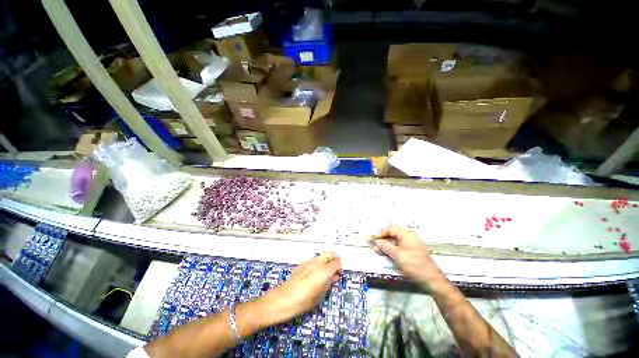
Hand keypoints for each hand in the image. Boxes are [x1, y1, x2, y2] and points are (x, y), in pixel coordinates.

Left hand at [259, 252, 341, 324]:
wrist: (282, 299)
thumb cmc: (302, 302)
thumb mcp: (319, 296)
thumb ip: (329, 283)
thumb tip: (335, 277)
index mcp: (323, 271)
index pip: (336, 263)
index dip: (340, 268)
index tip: (339, 275)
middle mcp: (317, 263)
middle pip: (330, 253)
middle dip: (335, 259)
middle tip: (335, 270)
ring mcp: (308, 261)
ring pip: (322, 255)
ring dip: (327, 260)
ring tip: (326, 273)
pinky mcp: (302, 264)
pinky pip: (314, 259)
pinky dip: (319, 263)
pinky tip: (315, 274)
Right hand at [373, 226, 444, 287]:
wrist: (431, 280)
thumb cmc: (413, 264)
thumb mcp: (397, 255)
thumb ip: (385, 246)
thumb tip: (377, 241)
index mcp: (406, 234)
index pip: (390, 229)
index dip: (380, 233)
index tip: (373, 239)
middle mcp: (409, 237)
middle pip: (392, 235)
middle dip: (383, 240)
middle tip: (374, 247)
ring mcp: (411, 245)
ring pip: (395, 242)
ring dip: (386, 246)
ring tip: (378, 252)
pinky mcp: (412, 253)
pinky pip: (399, 248)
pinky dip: (392, 251)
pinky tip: (386, 255)